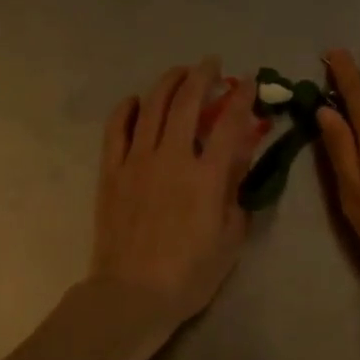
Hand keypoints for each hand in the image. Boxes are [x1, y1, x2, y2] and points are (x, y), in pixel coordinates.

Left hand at [89, 58, 264, 332]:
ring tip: (179, 72)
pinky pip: (116, 130)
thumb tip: (238, 160)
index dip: (242, 97)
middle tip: (212, 64)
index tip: (249, 81)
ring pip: (151, 107)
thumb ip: (236, 194)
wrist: (132, 294)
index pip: (229, 124)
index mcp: (207, 176)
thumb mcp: (230, 238)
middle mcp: (172, 157)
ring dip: (168, 83)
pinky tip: (134, 100)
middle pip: (187, 103)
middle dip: (202, 76)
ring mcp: (137, 161)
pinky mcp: (111, 172)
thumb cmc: (190, 274)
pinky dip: (125, 109)